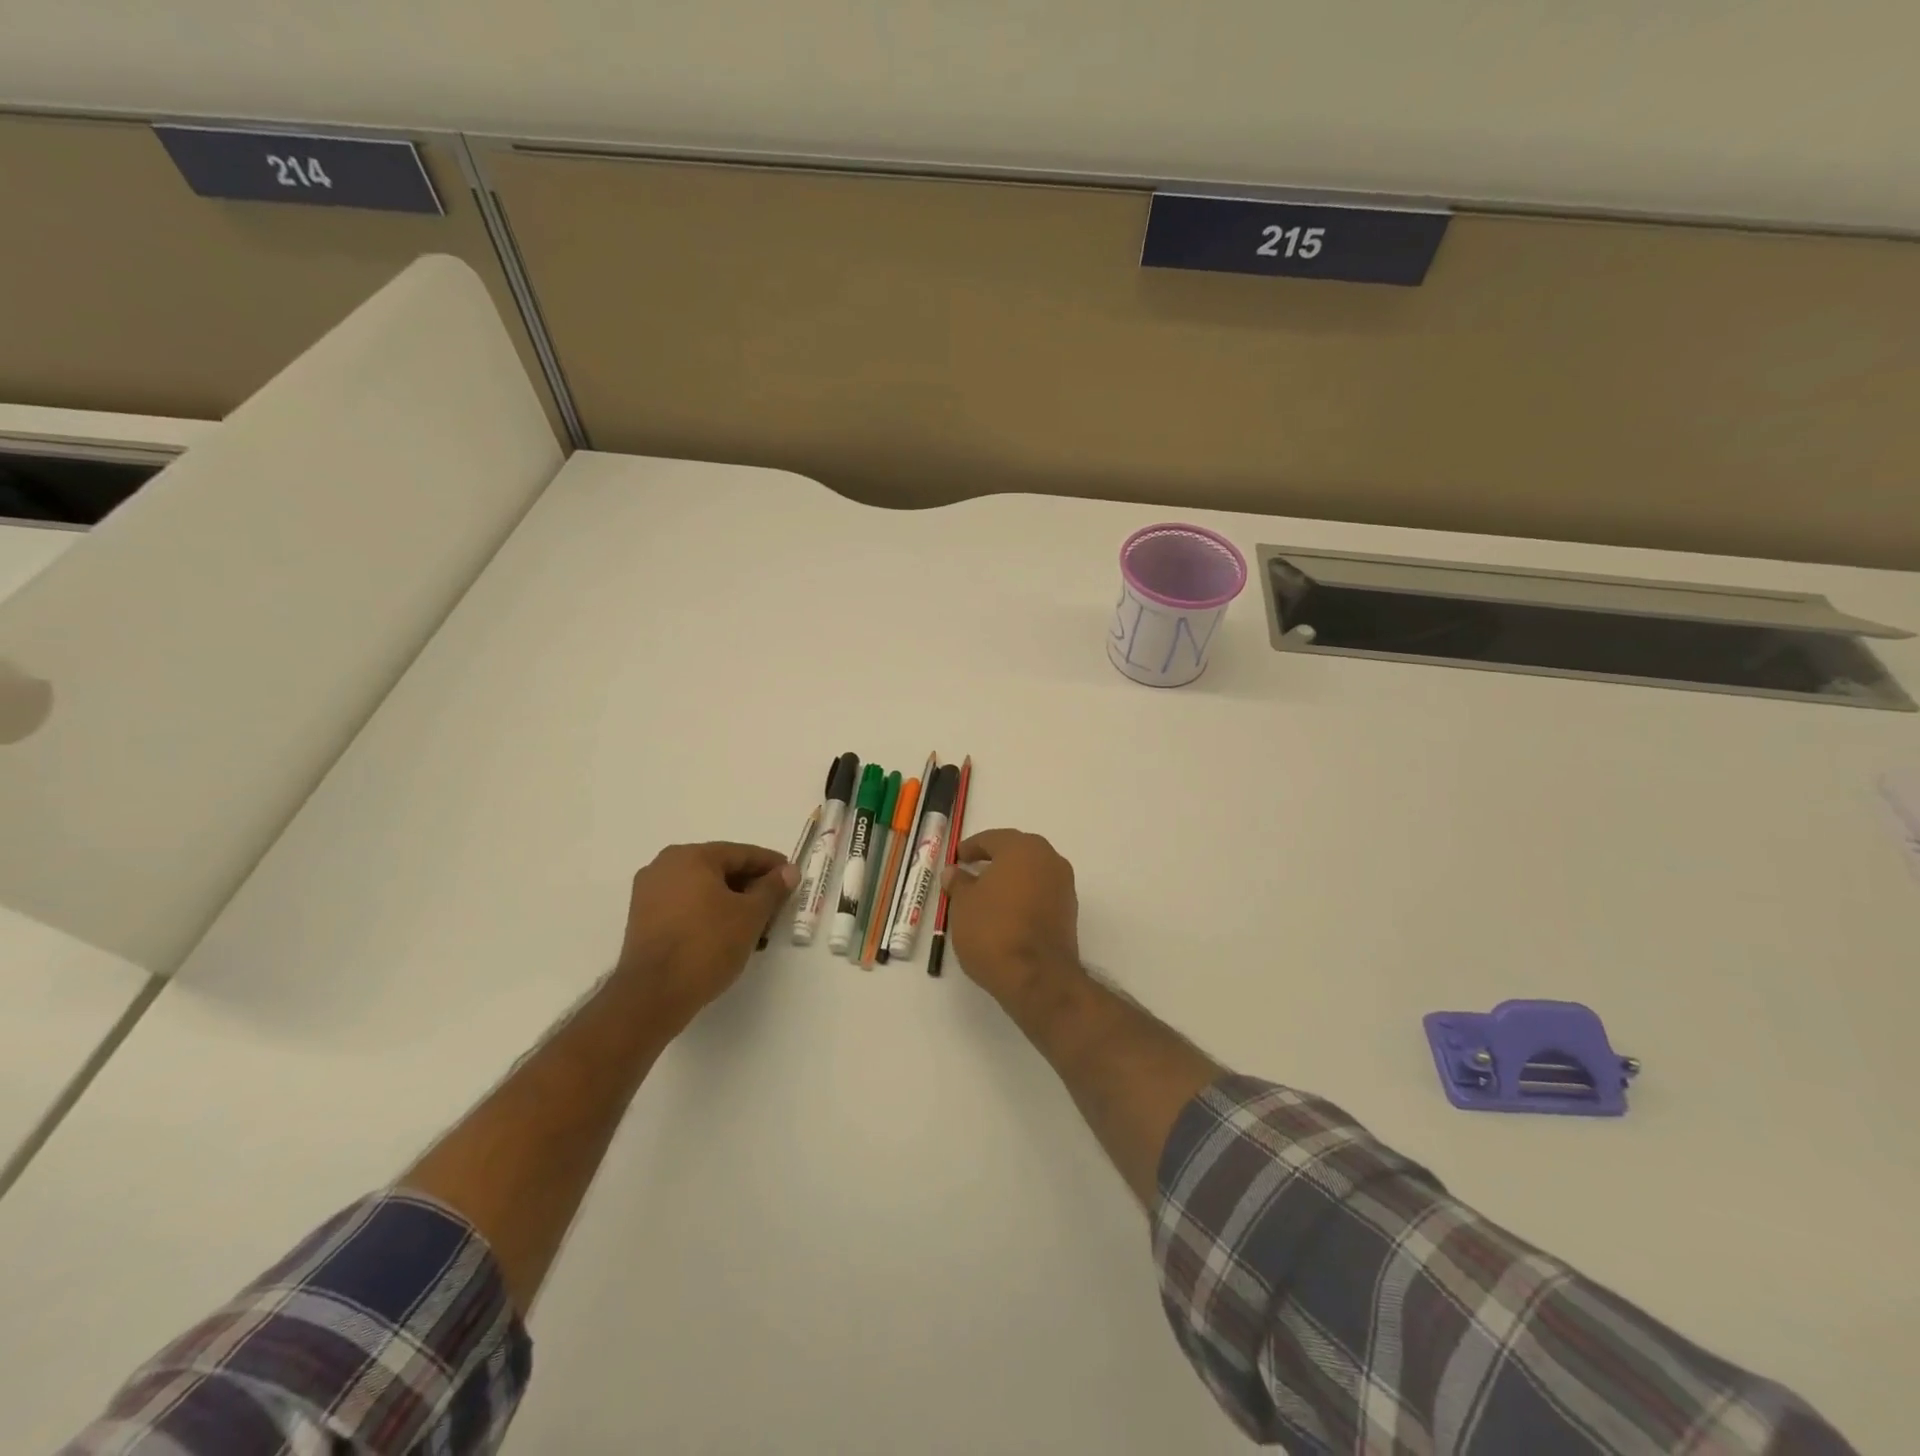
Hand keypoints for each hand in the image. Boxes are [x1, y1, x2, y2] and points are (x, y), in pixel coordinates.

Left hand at [615, 842, 797, 1030]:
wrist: (654, 994)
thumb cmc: (708, 944)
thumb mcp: (751, 914)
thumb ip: (772, 888)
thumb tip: (788, 871)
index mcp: (691, 856)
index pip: (741, 854)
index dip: (771, 865)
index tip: (791, 878)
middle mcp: (665, 866)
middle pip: (720, 869)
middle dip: (750, 885)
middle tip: (776, 904)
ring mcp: (649, 892)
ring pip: (702, 888)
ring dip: (731, 901)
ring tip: (755, 923)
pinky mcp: (642, 918)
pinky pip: (685, 905)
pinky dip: (708, 912)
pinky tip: (727, 932)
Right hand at [940, 829, 1084, 1007]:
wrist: (1037, 977)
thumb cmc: (993, 930)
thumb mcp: (963, 905)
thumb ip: (959, 883)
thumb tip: (955, 871)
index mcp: (1022, 848)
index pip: (992, 839)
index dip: (972, 848)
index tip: (957, 858)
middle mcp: (1049, 859)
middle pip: (1017, 852)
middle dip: (994, 860)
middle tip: (972, 871)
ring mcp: (1064, 885)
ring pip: (1032, 873)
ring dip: (1011, 879)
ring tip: (986, 895)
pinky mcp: (1069, 911)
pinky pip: (1041, 893)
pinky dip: (1024, 896)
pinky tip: (1006, 913)